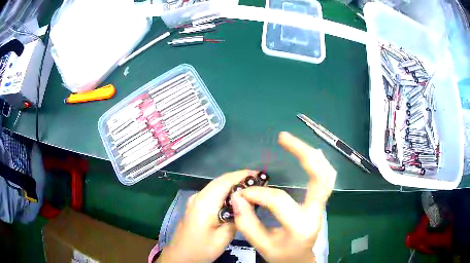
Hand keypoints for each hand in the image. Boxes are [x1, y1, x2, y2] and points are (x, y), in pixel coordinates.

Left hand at [158, 170, 257, 262]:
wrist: (180, 255)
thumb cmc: (201, 249)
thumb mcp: (223, 238)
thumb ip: (236, 218)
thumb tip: (246, 204)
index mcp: (205, 202)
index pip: (225, 181)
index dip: (243, 175)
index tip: (260, 175)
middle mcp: (198, 196)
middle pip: (221, 181)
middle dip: (240, 179)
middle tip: (260, 182)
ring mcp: (195, 200)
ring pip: (217, 186)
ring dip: (234, 185)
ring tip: (252, 190)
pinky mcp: (196, 205)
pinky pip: (213, 193)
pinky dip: (226, 193)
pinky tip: (236, 200)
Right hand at [231, 132, 336, 262]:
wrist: (299, 260)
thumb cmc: (281, 255)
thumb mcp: (261, 245)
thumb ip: (247, 222)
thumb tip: (239, 196)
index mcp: (300, 227)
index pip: (279, 201)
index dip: (258, 193)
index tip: (242, 193)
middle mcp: (316, 213)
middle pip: (320, 177)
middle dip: (303, 153)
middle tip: (284, 137)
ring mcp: (321, 207)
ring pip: (327, 175)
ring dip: (312, 155)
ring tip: (294, 143)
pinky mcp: (320, 203)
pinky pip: (326, 179)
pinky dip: (318, 163)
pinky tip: (308, 155)